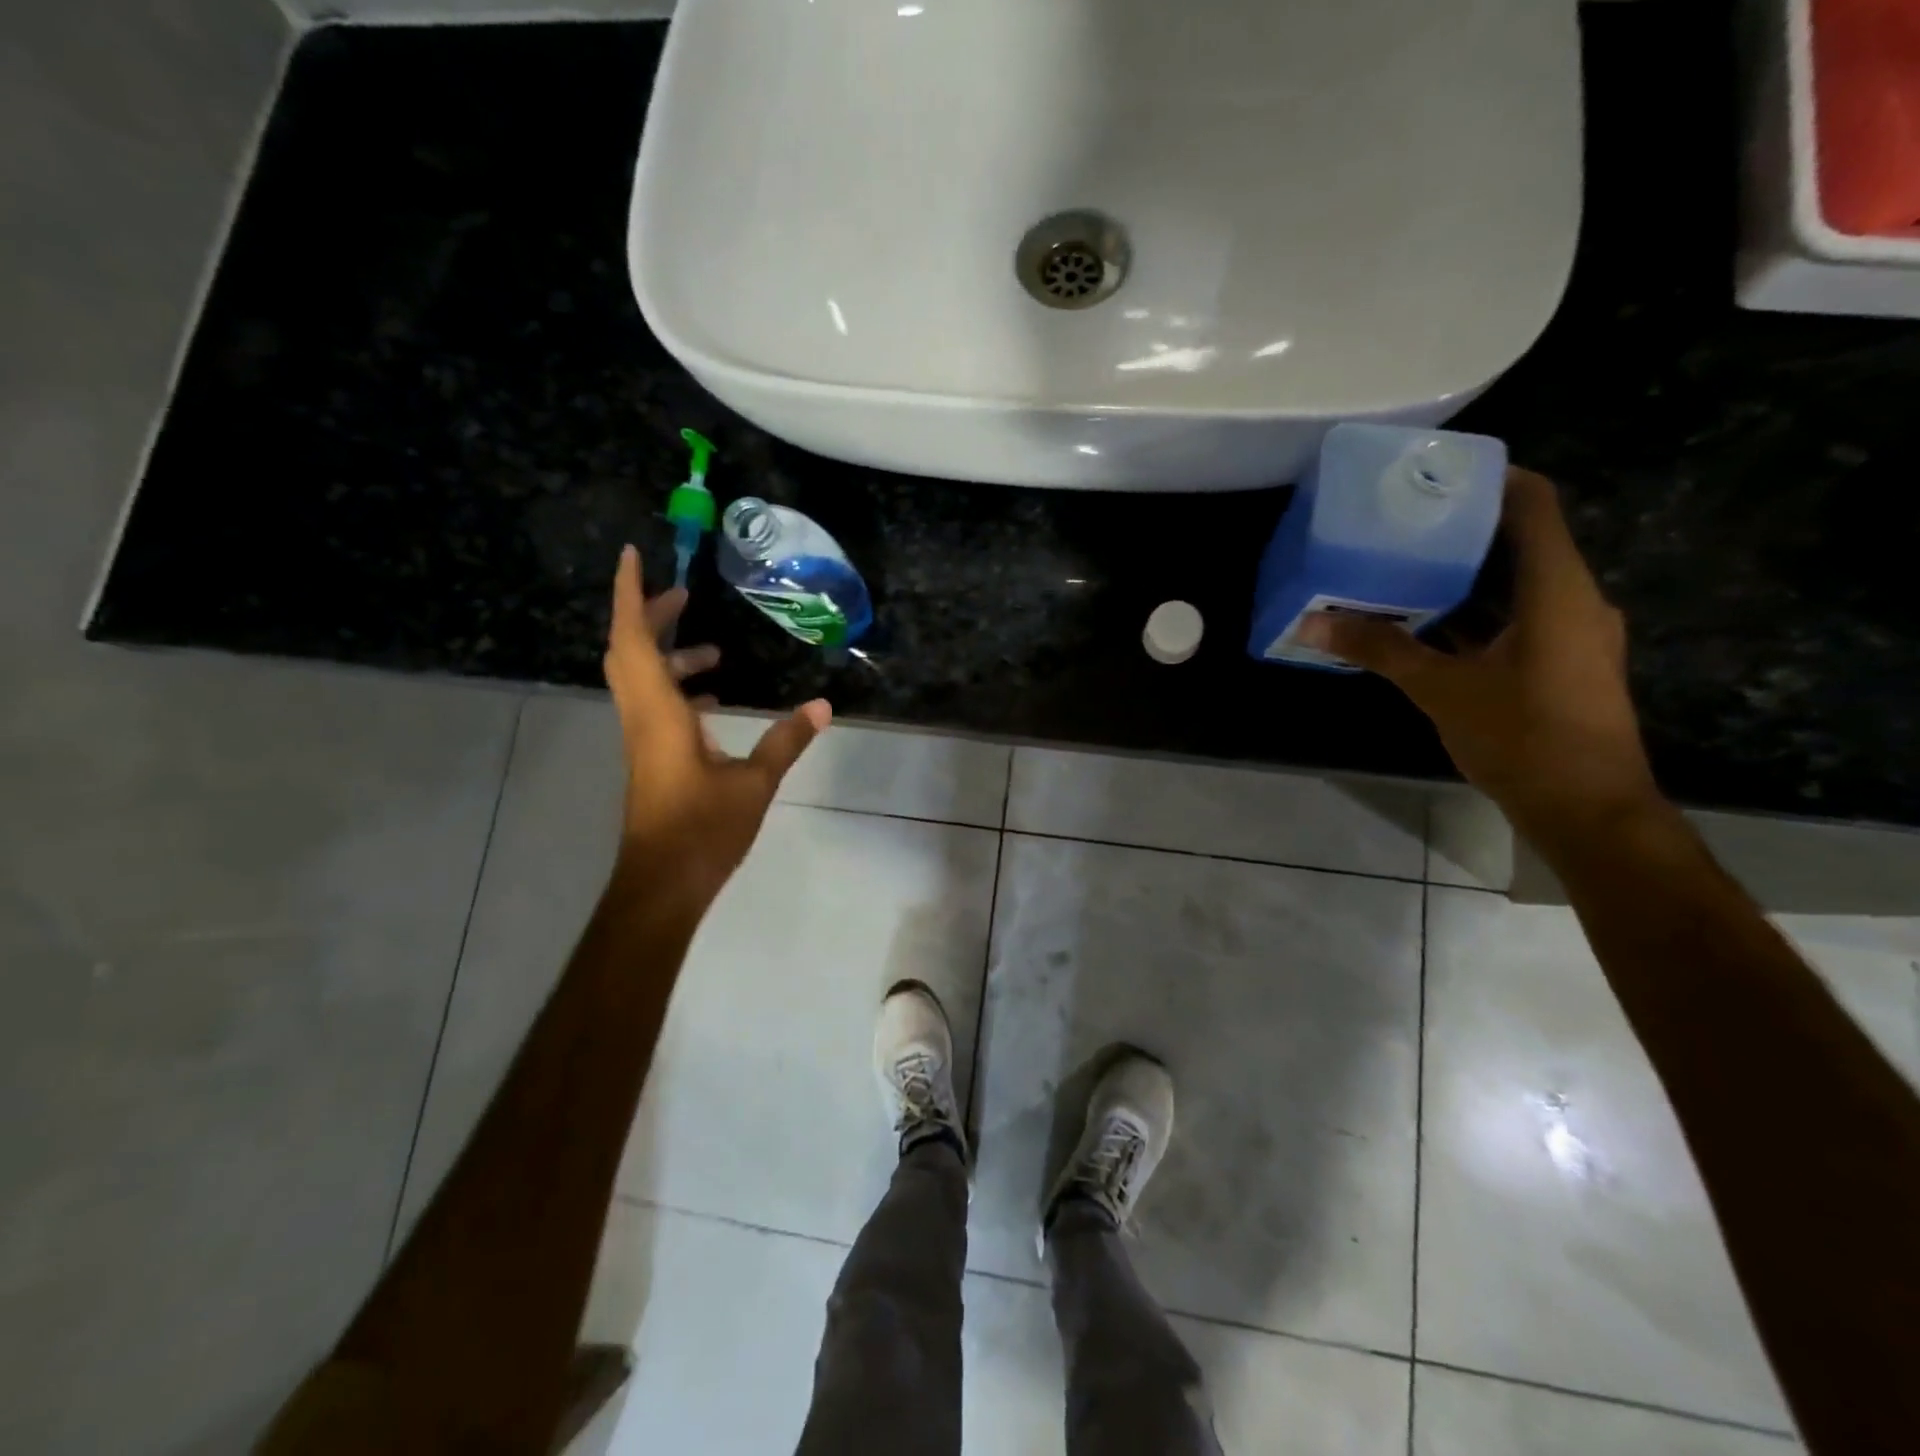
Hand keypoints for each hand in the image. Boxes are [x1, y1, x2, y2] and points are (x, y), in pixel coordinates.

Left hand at [604, 545, 830, 911]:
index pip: (634, 640)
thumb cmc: (703, 830)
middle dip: (650, 615)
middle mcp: (641, 718)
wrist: (662, 884)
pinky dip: (676, 688)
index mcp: (658, 713)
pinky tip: (712, 701)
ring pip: (641, 679)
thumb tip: (823, 706)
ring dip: (668, 654)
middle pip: (630, 651)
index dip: (629, 594)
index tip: (632, 555)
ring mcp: (642, 740)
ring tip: (713, 649)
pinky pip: (654, 705)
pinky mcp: (650, 759)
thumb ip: (787, 740)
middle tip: (684, 594)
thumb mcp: (755, 783)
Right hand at [1300, 468, 1661, 848]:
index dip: (1492, 478)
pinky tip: (1420, 621)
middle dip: (1459, 529)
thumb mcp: (1440, 689)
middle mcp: (1571, 600)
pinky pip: (1512, 618)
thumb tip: (1312, 621)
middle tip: (1398, 521)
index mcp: (1556, 590)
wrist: (1586, 809)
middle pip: (1518, 541)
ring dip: (1461, 575)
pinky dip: (1470, 613)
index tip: (1435, 473)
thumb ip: (1379, 648)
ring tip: (1397, 565)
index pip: (1533, 505)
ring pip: (1512, 584)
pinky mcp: (1558, 662)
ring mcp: (1568, 633)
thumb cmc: (1521, 737)